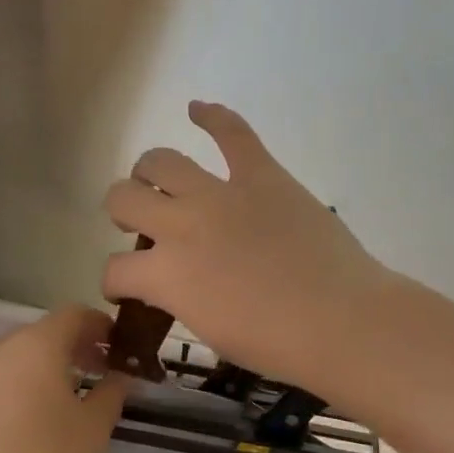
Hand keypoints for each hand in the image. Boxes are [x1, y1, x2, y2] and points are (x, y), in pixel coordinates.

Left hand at [0, 306, 127, 452]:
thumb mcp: (93, 429)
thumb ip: (112, 394)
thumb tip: (121, 376)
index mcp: (38, 344)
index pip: (75, 314)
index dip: (102, 326)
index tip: (120, 348)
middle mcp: (3, 348)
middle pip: (46, 333)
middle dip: (78, 348)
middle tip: (102, 374)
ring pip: (22, 358)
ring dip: (50, 368)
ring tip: (72, 400)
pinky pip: (2, 380)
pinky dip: (25, 386)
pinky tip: (37, 421)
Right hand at [102, 102, 390, 387]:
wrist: (339, 321)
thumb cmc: (275, 344)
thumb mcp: (208, 331)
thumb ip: (180, 299)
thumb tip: (175, 283)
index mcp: (164, 275)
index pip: (114, 270)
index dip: (115, 282)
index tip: (127, 289)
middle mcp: (179, 225)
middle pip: (123, 198)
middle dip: (122, 212)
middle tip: (141, 225)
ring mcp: (219, 194)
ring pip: (161, 161)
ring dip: (150, 172)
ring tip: (158, 181)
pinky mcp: (261, 175)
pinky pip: (232, 132)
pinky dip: (213, 116)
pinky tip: (197, 108)